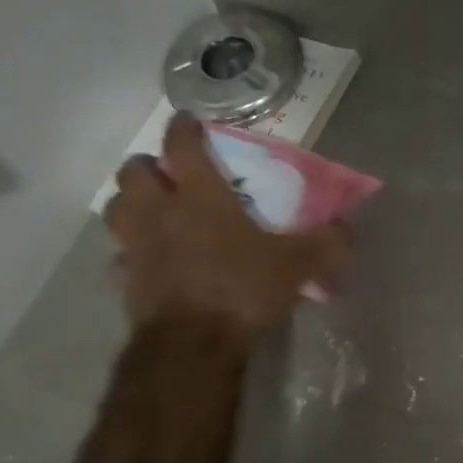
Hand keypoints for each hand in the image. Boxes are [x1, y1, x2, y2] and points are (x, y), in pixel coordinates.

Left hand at [103, 114, 346, 335]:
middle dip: (146, 166)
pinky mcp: (125, 281)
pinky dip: (129, 254)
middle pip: (133, 173)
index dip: (182, 128)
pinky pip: (119, 259)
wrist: (193, 343)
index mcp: (199, 198)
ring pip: (115, 210)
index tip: (186, 119)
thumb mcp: (297, 265)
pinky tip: (145, 263)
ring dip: (128, 203)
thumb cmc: (242, 289)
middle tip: (164, 173)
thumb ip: (325, 243)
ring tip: (147, 210)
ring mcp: (136, 247)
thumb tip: (347, 227)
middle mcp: (159, 213)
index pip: (181, 147)